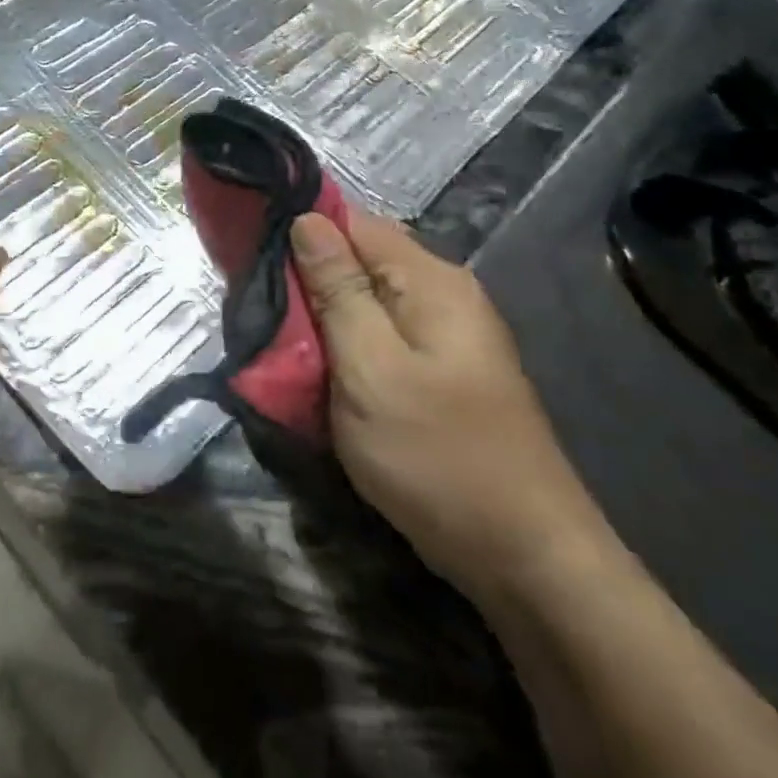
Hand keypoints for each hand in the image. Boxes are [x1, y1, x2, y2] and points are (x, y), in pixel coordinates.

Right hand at [291, 212, 607, 601]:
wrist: (526, 558)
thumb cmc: (438, 457)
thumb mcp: (371, 369)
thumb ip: (338, 291)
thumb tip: (307, 219)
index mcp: (430, 280)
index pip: (351, 222)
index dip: (299, 233)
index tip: (251, 259)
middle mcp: (445, 293)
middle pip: (360, 260)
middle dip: (308, 281)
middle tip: (261, 313)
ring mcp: (449, 333)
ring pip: (367, 301)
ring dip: (324, 317)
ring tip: (280, 343)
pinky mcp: (444, 369)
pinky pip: (383, 335)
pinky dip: (348, 345)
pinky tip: (321, 370)